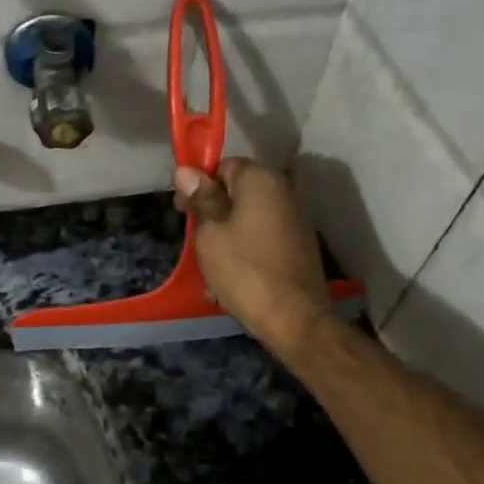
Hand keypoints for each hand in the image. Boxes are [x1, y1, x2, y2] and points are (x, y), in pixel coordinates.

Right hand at [174, 158, 333, 358]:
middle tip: (194, 241)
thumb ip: (200, 199)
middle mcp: (284, 188)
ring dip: (228, 234)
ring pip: (250, 216)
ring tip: (211, 265)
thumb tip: (186, 171)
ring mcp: (297, 216)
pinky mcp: (301, 242)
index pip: (223, 166)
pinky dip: (247, 248)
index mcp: (261, 178)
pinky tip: (232, 274)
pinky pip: (264, 235)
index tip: (182, 211)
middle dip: (214, 211)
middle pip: (238, 190)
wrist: (294, 317)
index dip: (198, 186)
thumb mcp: (210, 234)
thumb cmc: (244, 270)